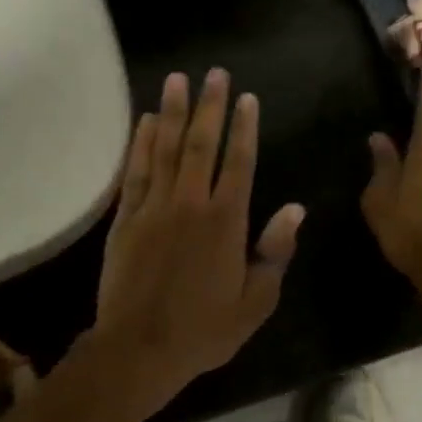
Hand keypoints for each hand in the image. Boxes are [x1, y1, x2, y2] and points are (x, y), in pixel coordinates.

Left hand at [94, 69, 303, 402]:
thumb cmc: (204, 329)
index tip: (246, 97)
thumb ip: (275, 252)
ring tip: (177, 80)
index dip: (244, 128)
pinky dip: (141, 144)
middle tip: (214, 73)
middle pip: (202, 144)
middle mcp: (191, 203)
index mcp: (227, 222)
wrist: (140, 348)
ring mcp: (154, 207)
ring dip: (172, 112)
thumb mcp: (256, 301)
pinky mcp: (126, 218)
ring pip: (166, 149)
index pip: (240, 163)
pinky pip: (136, 172)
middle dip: (209, 106)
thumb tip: (295, 209)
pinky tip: (145, 121)